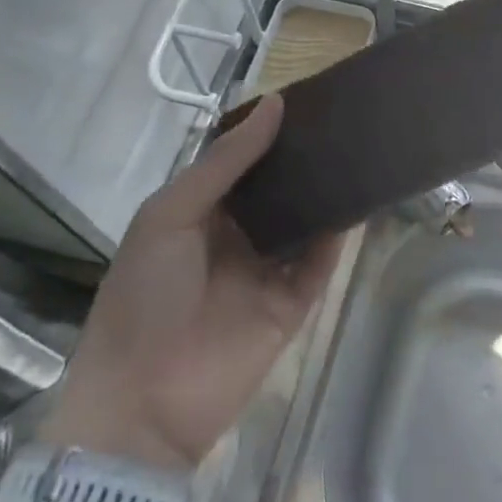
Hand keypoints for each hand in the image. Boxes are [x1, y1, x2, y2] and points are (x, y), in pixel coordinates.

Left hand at [44, 96, 342, 470]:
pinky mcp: (291, 305)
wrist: (141, 404)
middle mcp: (236, 235)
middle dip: (302, 157)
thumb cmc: (144, 294)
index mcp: (200, 212)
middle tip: (341, 116)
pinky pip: (319, 263)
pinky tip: (359, 198)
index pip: (242, 161)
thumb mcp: (171, 214)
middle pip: (277, 187)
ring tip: (358, 146)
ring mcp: (265, 270)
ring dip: (325, 190)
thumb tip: (275, 103)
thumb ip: (225, 162)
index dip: (268, 131)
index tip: (304, 97)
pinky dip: (338, 234)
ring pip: (303, 221)